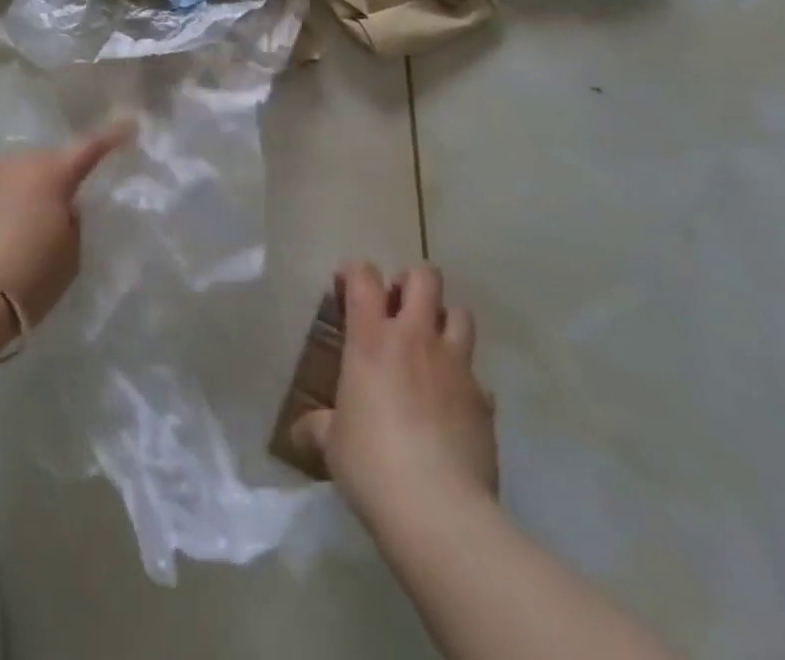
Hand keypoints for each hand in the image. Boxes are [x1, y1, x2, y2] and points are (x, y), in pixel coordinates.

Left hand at [0, 120, 135, 326]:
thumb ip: (73, 220)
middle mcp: (17, 163)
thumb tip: (66, 206)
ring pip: (16, 175)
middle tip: (68, 203)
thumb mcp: (71, 252)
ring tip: (27, 224)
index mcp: (52, 172)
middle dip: (60, 175)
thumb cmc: (28, 275)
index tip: (129, 125)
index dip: (113, 136)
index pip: (91, 146)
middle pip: (48, 161)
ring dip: (27, 190)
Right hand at [293, 262, 497, 530]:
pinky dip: (464, 381)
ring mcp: (455, 366)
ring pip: (460, 314)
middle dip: (411, 284)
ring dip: (444, 322)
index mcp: (371, 339)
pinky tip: (452, 407)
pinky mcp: (484, 400)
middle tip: (398, 309)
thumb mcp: (333, 444)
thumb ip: (319, 426)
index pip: (364, 277)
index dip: (355, 273)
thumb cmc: (371, 465)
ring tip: (430, 349)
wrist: (439, 511)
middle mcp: (416, 339)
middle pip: (424, 277)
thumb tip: (299, 432)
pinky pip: (477, 375)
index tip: (347, 288)